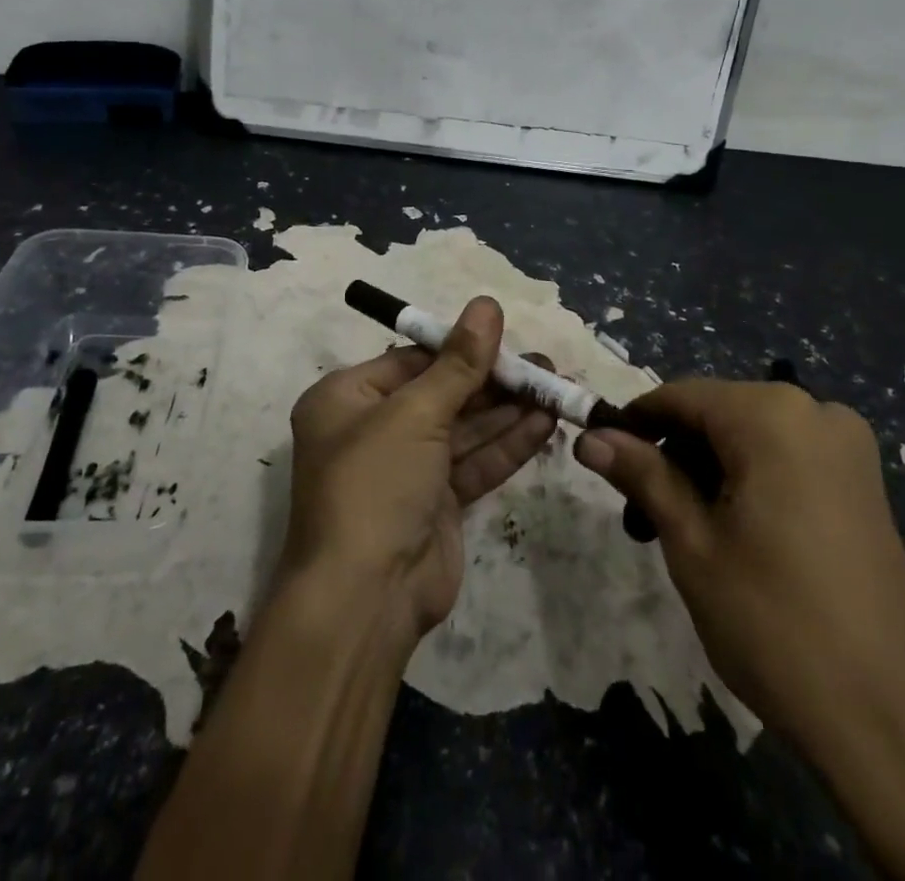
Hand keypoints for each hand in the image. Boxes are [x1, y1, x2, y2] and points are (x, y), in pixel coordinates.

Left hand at [275, 297, 556, 644]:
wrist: (364, 600)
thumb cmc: (375, 485)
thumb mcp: (415, 413)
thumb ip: (459, 362)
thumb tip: (487, 304)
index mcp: (347, 399)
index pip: (411, 360)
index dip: (460, 348)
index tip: (507, 337)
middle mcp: (373, 429)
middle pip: (442, 392)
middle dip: (493, 381)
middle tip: (544, 367)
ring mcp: (406, 470)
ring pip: (463, 429)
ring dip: (508, 411)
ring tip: (556, 388)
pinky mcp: (435, 504)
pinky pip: (473, 463)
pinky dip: (507, 445)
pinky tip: (545, 424)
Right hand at [574, 379, 904, 745]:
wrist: (892, 723)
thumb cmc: (774, 623)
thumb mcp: (691, 543)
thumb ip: (642, 475)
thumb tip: (590, 436)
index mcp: (772, 416)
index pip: (680, 397)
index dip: (633, 423)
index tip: (600, 456)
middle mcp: (815, 412)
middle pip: (716, 414)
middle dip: (672, 457)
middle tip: (641, 519)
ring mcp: (847, 447)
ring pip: (749, 437)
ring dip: (706, 472)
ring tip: (680, 534)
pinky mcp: (863, 483)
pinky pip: (785, 458)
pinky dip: (747, 481)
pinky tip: (732, 534)